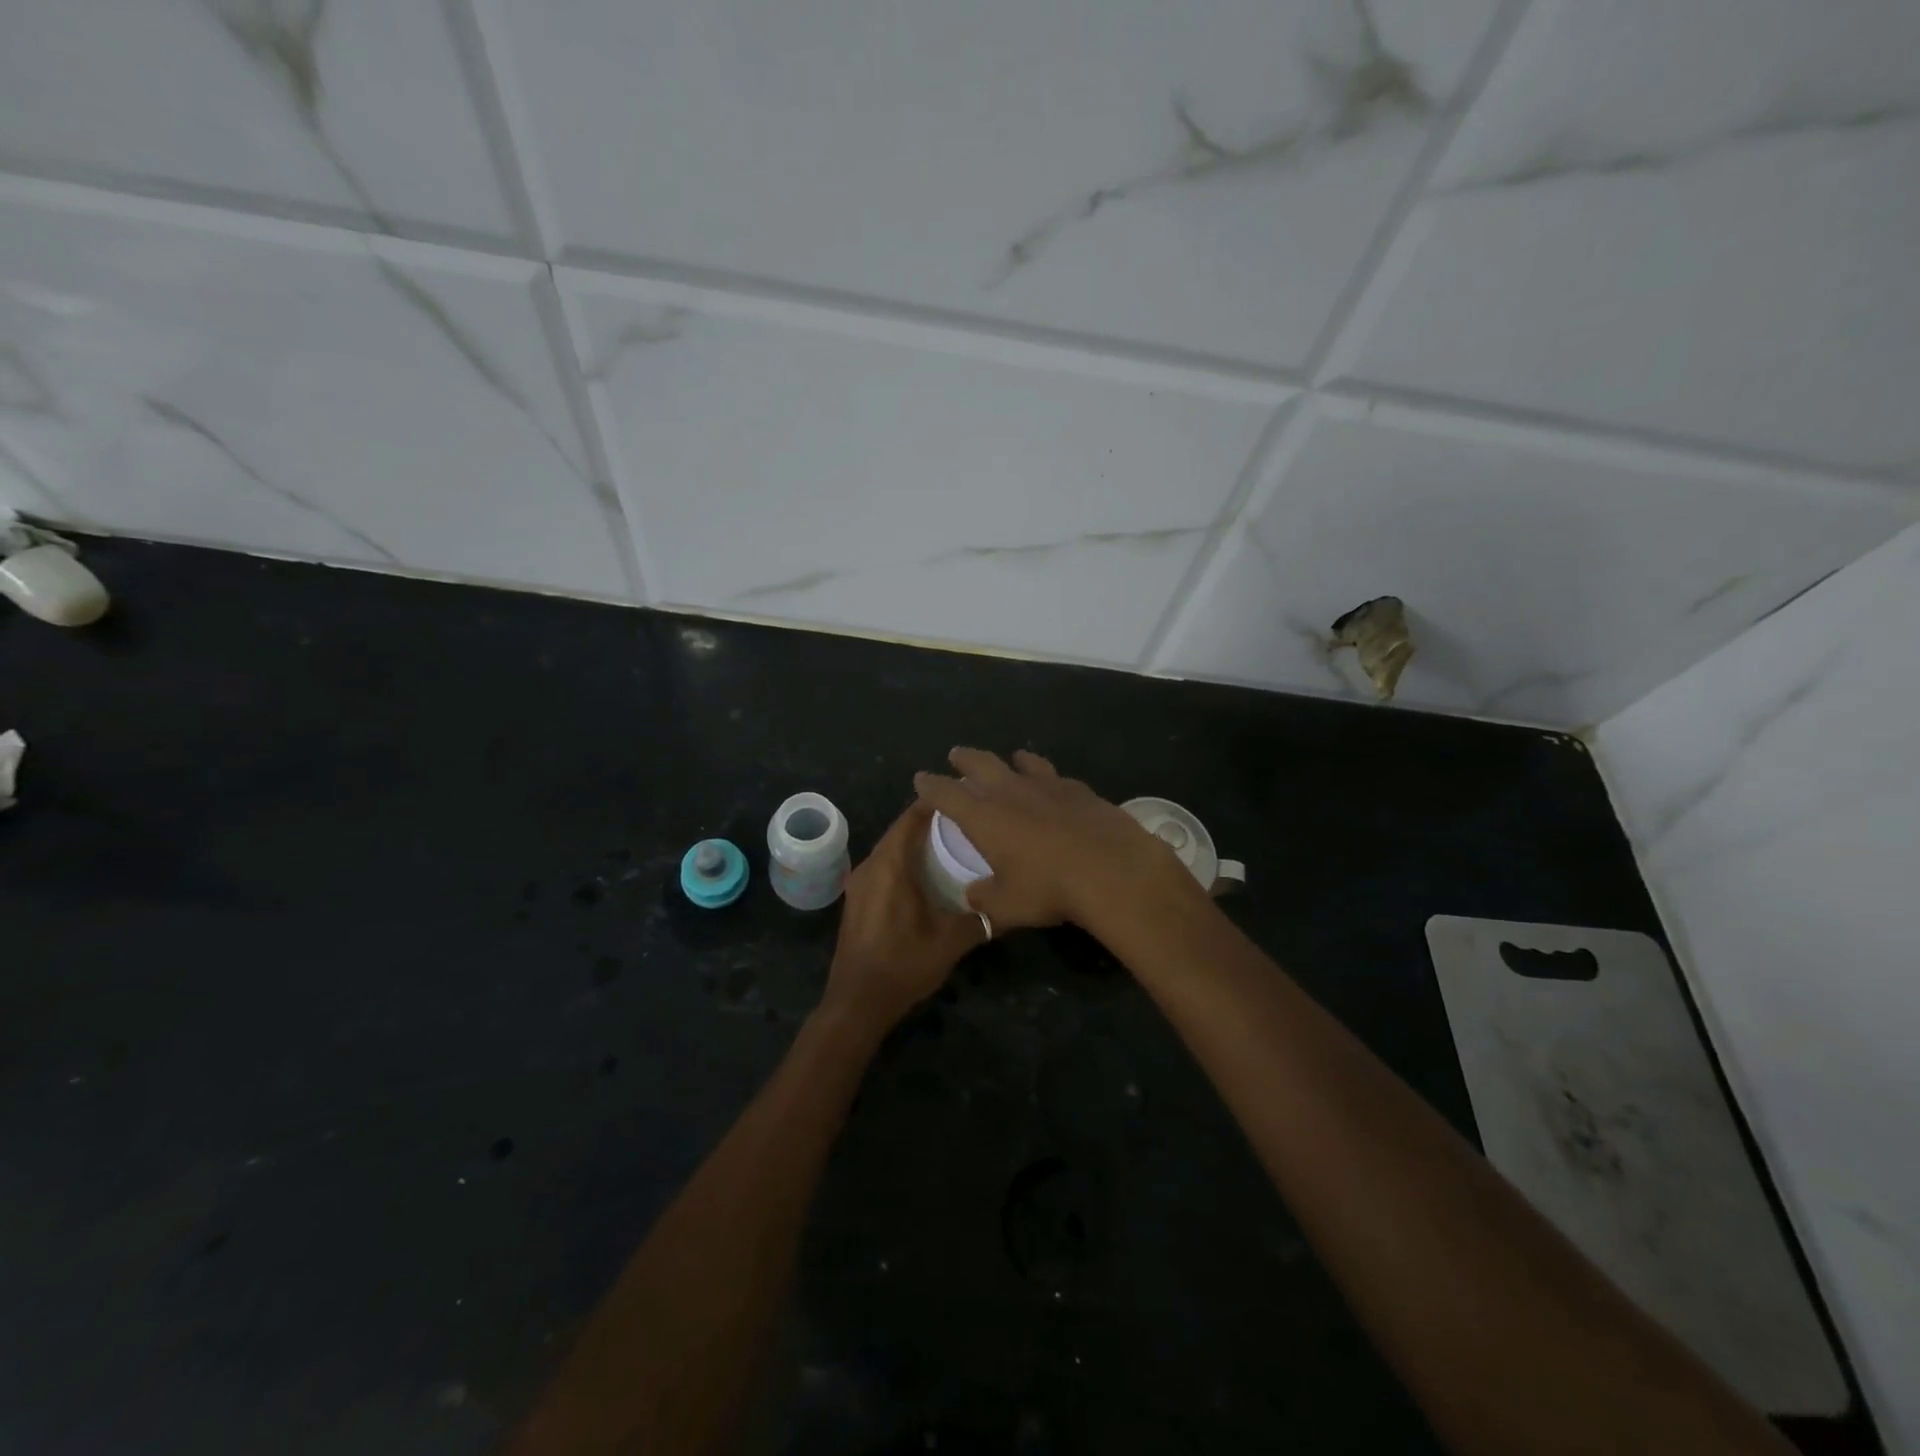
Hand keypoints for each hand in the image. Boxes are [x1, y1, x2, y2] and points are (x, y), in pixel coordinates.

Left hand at [821, 802, 984, 1033]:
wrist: (857, 1003)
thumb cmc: (904, 964)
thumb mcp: (951, 941)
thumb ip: (982, 919)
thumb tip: (1010, 905)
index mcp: (891, 865)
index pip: (912, 816)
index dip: (937, 803)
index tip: (966, 797)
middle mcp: (870, 865)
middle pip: (900, 829)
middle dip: (930, 822)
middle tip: (965, 821)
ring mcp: (859, 883)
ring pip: (891, 848)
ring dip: (916, 842)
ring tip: (951, 843)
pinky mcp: (857, 899)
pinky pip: (883, 866)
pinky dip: (904, 861)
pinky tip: (927, 874)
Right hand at [912, 748, 1204, 935]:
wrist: (1112, 870)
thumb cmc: (1049, 888)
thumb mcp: (1008, 905)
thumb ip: (985, 899)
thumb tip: (973, 897)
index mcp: (984, 817)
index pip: (946, 793)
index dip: (930, 785)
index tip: (921, 778)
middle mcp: (1011, 792)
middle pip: (981, 764)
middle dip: (965, 759)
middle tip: (956, 755)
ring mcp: (1047, 786)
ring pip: (1022, 763)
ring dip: (1010, 760)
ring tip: (1009, 758)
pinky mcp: (1079, 789)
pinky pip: (1055, 776)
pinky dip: (1046, 776)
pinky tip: (1053, 784)